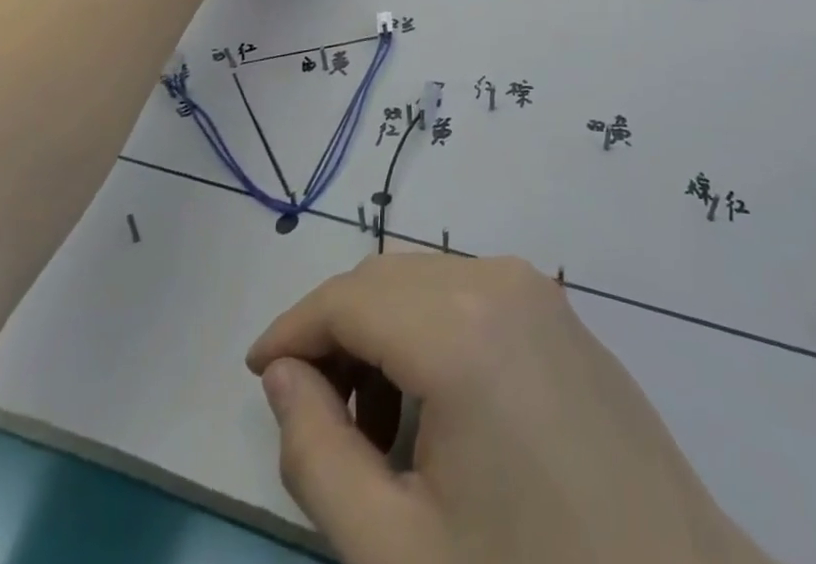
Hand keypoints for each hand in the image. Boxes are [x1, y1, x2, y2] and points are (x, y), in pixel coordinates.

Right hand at [246, 255, 771, 563]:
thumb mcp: (396, 548)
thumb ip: (318, 454)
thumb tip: (283, 377)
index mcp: (458, 323)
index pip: (347, 298)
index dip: (292, 330)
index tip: (257, 375)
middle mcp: (497, 278)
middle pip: (385, 280)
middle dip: (335, 333)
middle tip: (312, 414)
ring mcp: (535, 287)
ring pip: (426, 282)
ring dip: (382, 332)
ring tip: (374, 426)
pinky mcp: (558, 308)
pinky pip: (470, 294)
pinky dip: (430, 329)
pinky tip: (434, 405)